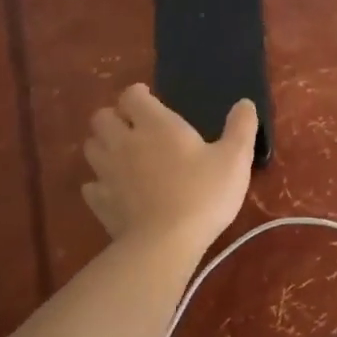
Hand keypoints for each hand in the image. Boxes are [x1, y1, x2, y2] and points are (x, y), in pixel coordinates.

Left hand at [81, 86, 256, 254]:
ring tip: (124, 154)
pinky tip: (117, 189)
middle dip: (115, 117)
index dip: (139, 94)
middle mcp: (124, 142)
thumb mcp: (235, 158)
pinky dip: (101, 182)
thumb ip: (241, 127)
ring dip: (104, 145)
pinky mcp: (100, 202)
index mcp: (155, 125)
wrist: (166, 243)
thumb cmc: (204, 193)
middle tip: (136, 127)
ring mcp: (107, 173)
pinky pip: (91, 184)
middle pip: (102, 117)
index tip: (151, 99)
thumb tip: (245, 103)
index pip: (132, 96)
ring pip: (91, 147)